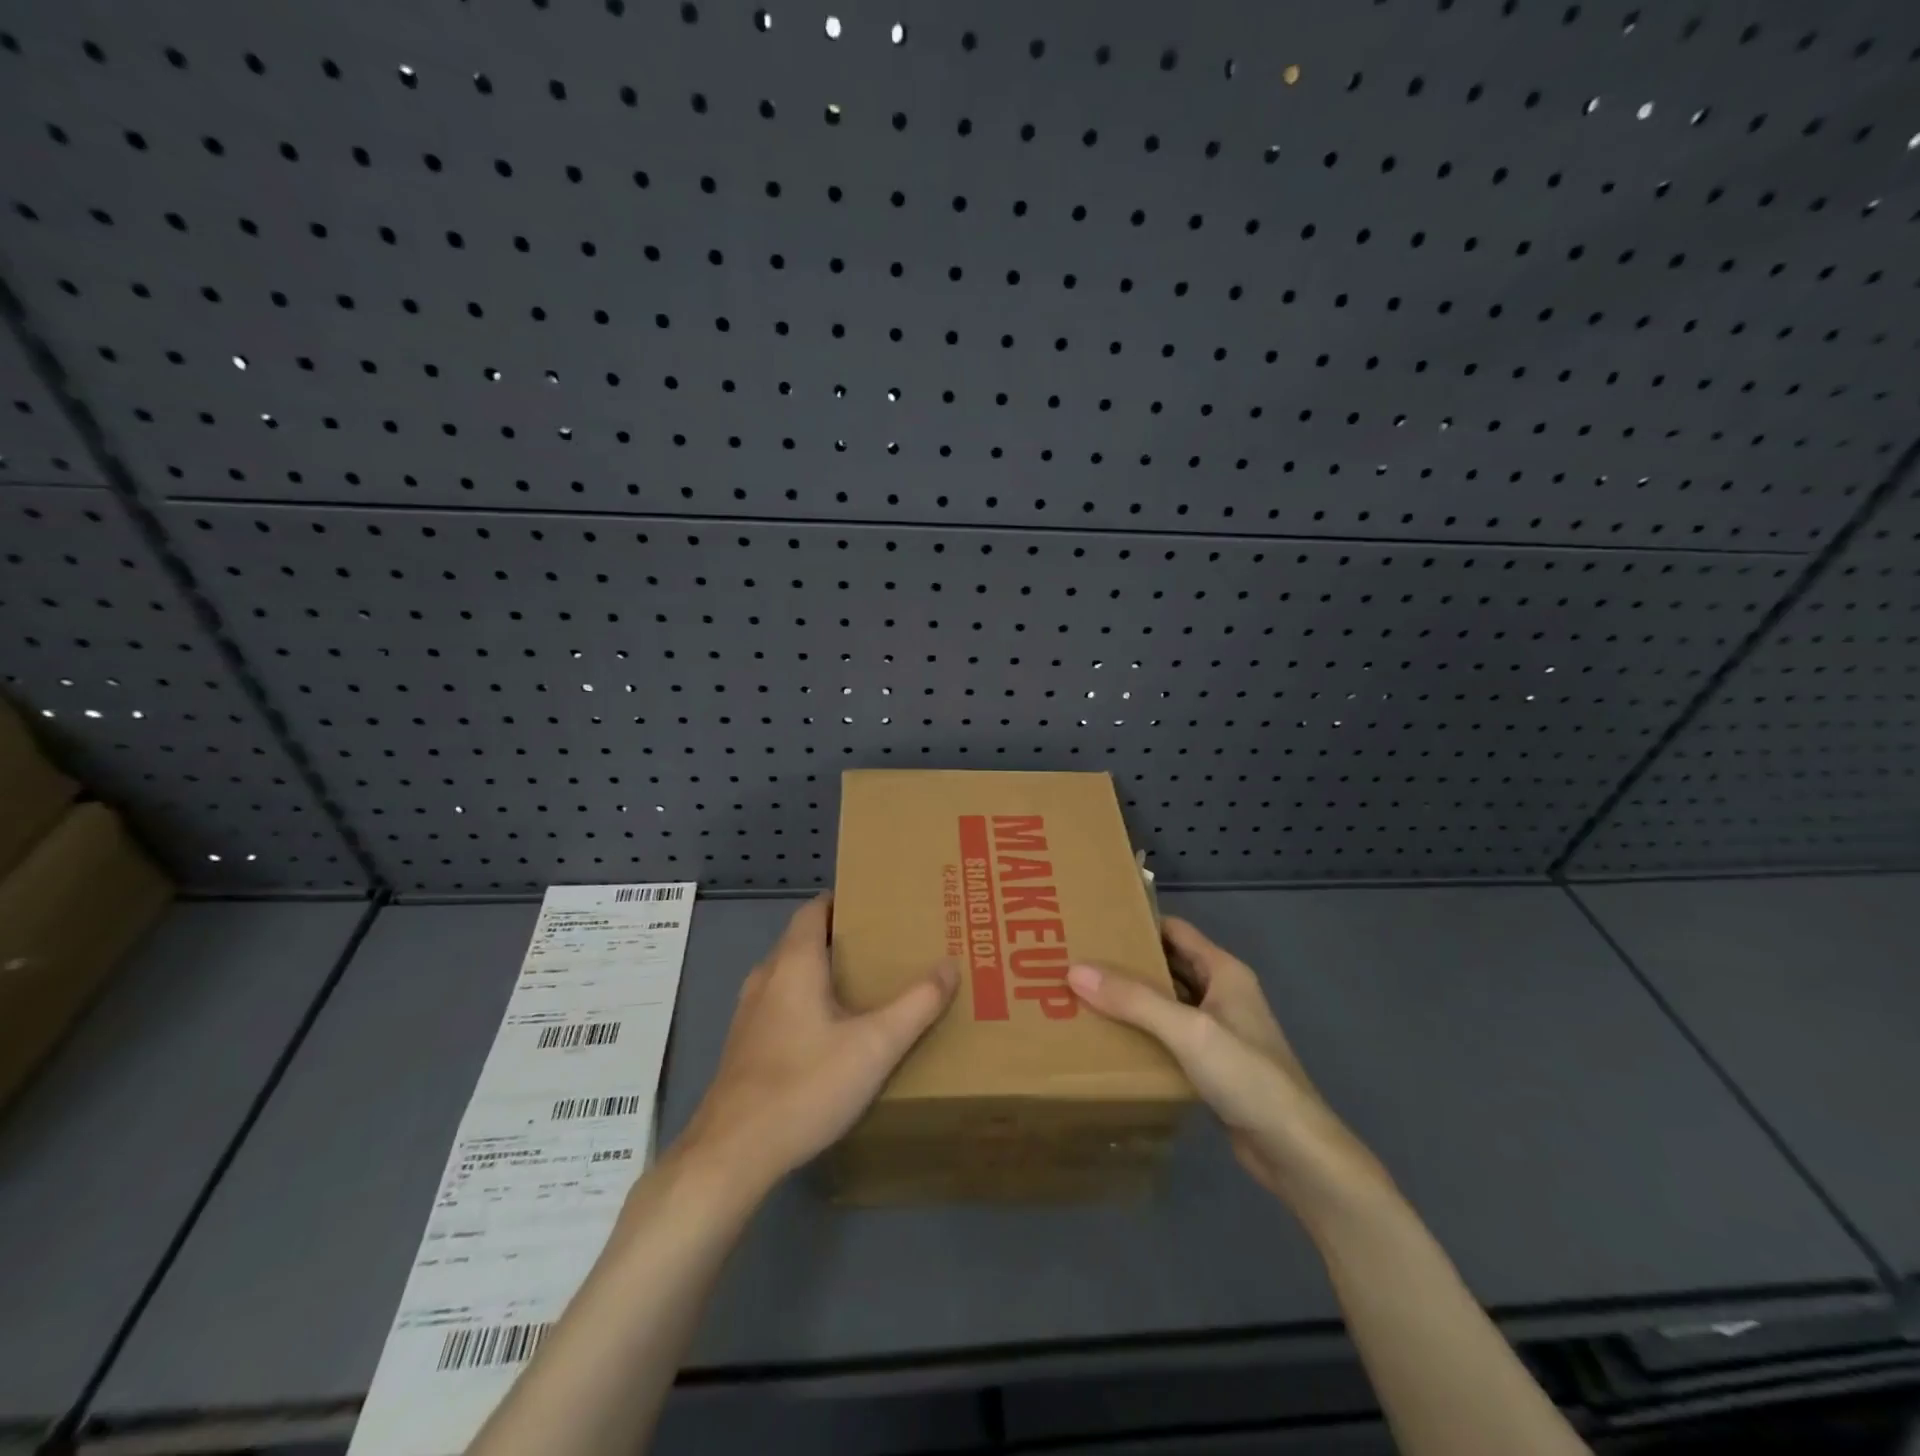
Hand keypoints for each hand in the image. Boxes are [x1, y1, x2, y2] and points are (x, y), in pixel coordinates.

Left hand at [677, 894, 957, 1193]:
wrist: (732, 1153)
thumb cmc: (806, 1086)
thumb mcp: (875, 1046)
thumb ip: (916, 1005)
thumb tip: (950, 965)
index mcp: (794, 963)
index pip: (814, 910)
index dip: (843, 901)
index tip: (878, 906)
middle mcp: (766, 977)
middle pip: (803, 940)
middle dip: (840, 939)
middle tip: (884, 948)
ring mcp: (749, 1013)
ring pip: (789, 975)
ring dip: (822, 973)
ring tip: (862, 987)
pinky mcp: (744, 1046)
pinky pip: (779, 1005)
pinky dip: (805, 1002)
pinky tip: (829, 1033)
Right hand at [1068, 917, 1388, 1216]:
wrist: (1293, 1149)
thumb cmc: (1246, 1075)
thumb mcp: (1187, 1030)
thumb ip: (1133, 999)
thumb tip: (1075, 970)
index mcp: (1224, 971)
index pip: (1174, 930)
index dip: (1137, 923)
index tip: (1094, 923)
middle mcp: (1222, 993)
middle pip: (1168, 965)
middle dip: (1128, 962)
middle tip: (1079, 960)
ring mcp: (1219, 1030)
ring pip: (1168, 1002)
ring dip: (1134, 999)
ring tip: (1085, 997)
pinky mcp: (1213, 1065)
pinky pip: (1171, 1036)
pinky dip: (1144, 1032)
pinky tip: (1113, 1040)